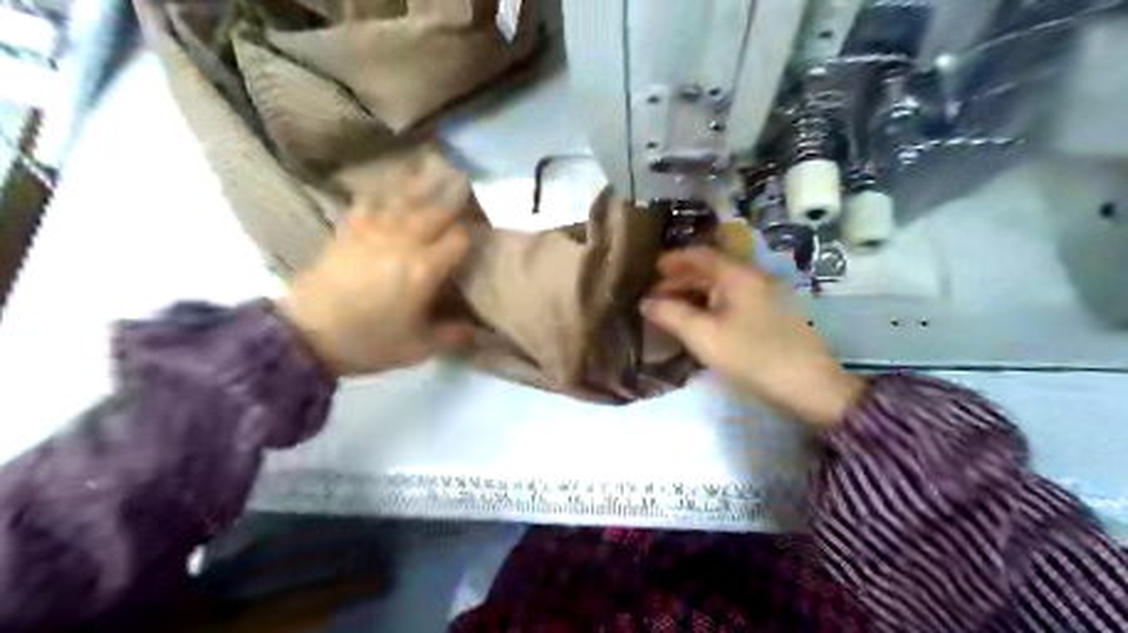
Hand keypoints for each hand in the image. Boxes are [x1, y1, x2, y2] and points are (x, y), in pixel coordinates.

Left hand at [284, 200, 477, 375]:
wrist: (306, 336)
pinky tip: (388, 186)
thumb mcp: (418, 349)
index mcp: (424, 269)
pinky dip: (383, 191)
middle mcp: (402, 242)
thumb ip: (453, 336)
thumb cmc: (368, 343)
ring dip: (423, 185)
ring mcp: (373, 232)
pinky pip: (369, 203)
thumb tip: (481, 331)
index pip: (458, 239)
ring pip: (404, 200)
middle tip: (467, 186)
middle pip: (435, 211)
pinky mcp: (349, 231)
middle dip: (454, 199)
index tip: (479, 235)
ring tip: (437, 168)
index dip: (472, 234)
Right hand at [643, 248, 866, 428]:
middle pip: (712, 268)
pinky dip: (713, 304)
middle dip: (681, 279)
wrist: (810, 386)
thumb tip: (646, 302)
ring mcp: (768, 294)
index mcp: (738, 275)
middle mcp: (755, 276)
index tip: (650, 271)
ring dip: (696, 293)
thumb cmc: (752, 356)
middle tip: (656, 295)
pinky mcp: (774, 313)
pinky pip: (735, 299)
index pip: (700, 254)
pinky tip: (702, 321)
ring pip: (724, 285)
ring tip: (673, 310)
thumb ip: (670, 314)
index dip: (673, 260)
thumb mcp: (703, 336)